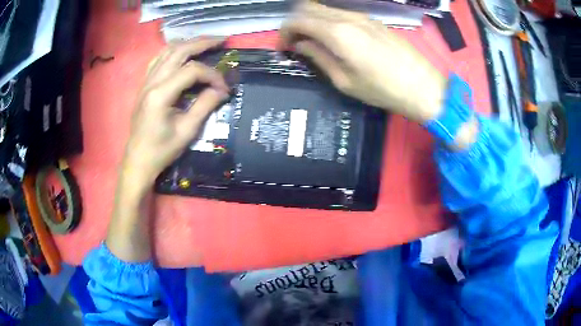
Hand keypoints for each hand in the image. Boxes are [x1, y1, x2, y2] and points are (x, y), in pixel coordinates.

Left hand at [122, 37, 229, 189]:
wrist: (138, 160)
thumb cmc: (162, 150)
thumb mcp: (187, 131)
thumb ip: (205, 105)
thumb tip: (221, 90)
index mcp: (161, 94)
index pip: (192, 71)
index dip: (212, 75)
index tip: (224, 89)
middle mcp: (152, 82)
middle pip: (179, 51)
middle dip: (202, 43)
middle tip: (222, 40)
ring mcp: (146, 82)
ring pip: (167, 51)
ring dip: (188, 43)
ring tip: (205, 42)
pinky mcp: (144, 85)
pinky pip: (158, 59)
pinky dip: (173, 51)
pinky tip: (182, 53)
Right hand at [280, 2, 446, 122]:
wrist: (423, 86)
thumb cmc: (383, 90)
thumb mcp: (345, 81)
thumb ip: (319, 57)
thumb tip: (301, 45)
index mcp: (338, 33)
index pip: (298, 20)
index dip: (284, 32)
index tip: (283, 47)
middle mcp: (347, 17)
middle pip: (309, 8)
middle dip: (295, 23)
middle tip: (295, 43)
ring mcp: (362, 16)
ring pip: (325, 8)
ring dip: (312, 20)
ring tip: (312, 41)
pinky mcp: (372, 20)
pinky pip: (341, 13)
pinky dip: (328, 21)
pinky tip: (333, 38)